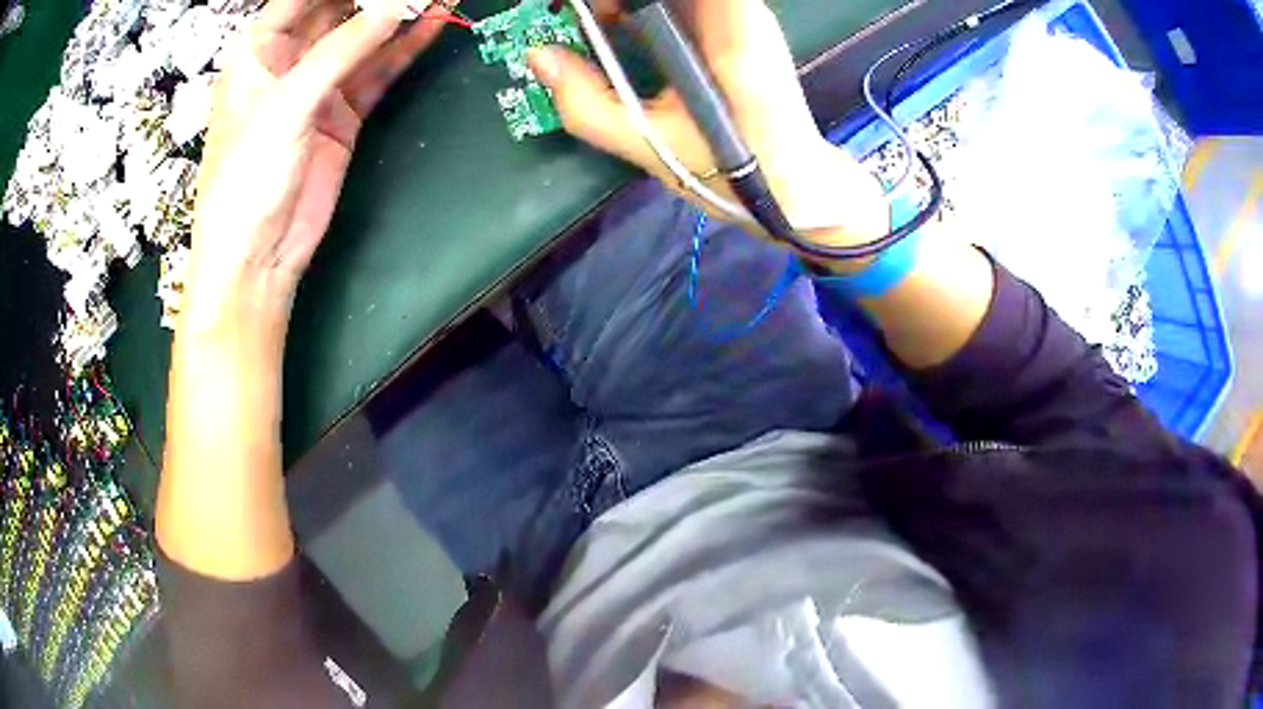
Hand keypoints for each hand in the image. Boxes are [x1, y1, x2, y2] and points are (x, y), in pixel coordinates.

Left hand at [185, 0, 448, 330]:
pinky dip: (404, 49)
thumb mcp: (286, 106)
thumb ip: (341, 50)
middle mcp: (288, 61)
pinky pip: (377, 70)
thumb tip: (395, 5)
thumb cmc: (245, 181)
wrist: (257, 258)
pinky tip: (431, 26)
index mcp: (258, 51)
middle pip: (340, 10)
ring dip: (400, 16)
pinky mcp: (342, 113)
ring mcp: (318, 86)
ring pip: (365, 37)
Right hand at [527, 0, 888, 250]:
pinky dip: (641, 7)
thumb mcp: (651, 145)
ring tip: (591, 25)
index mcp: (730, 37)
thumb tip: (539, 56)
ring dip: (624, 4)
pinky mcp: (737, 21)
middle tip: (576, 18)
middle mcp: (742, 13)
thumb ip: (588, 104)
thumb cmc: (735, 172)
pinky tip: (619, 28)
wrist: (796, 182)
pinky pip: (681, 3)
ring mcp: (743, 13)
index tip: (579, 11)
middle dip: (613, 0)